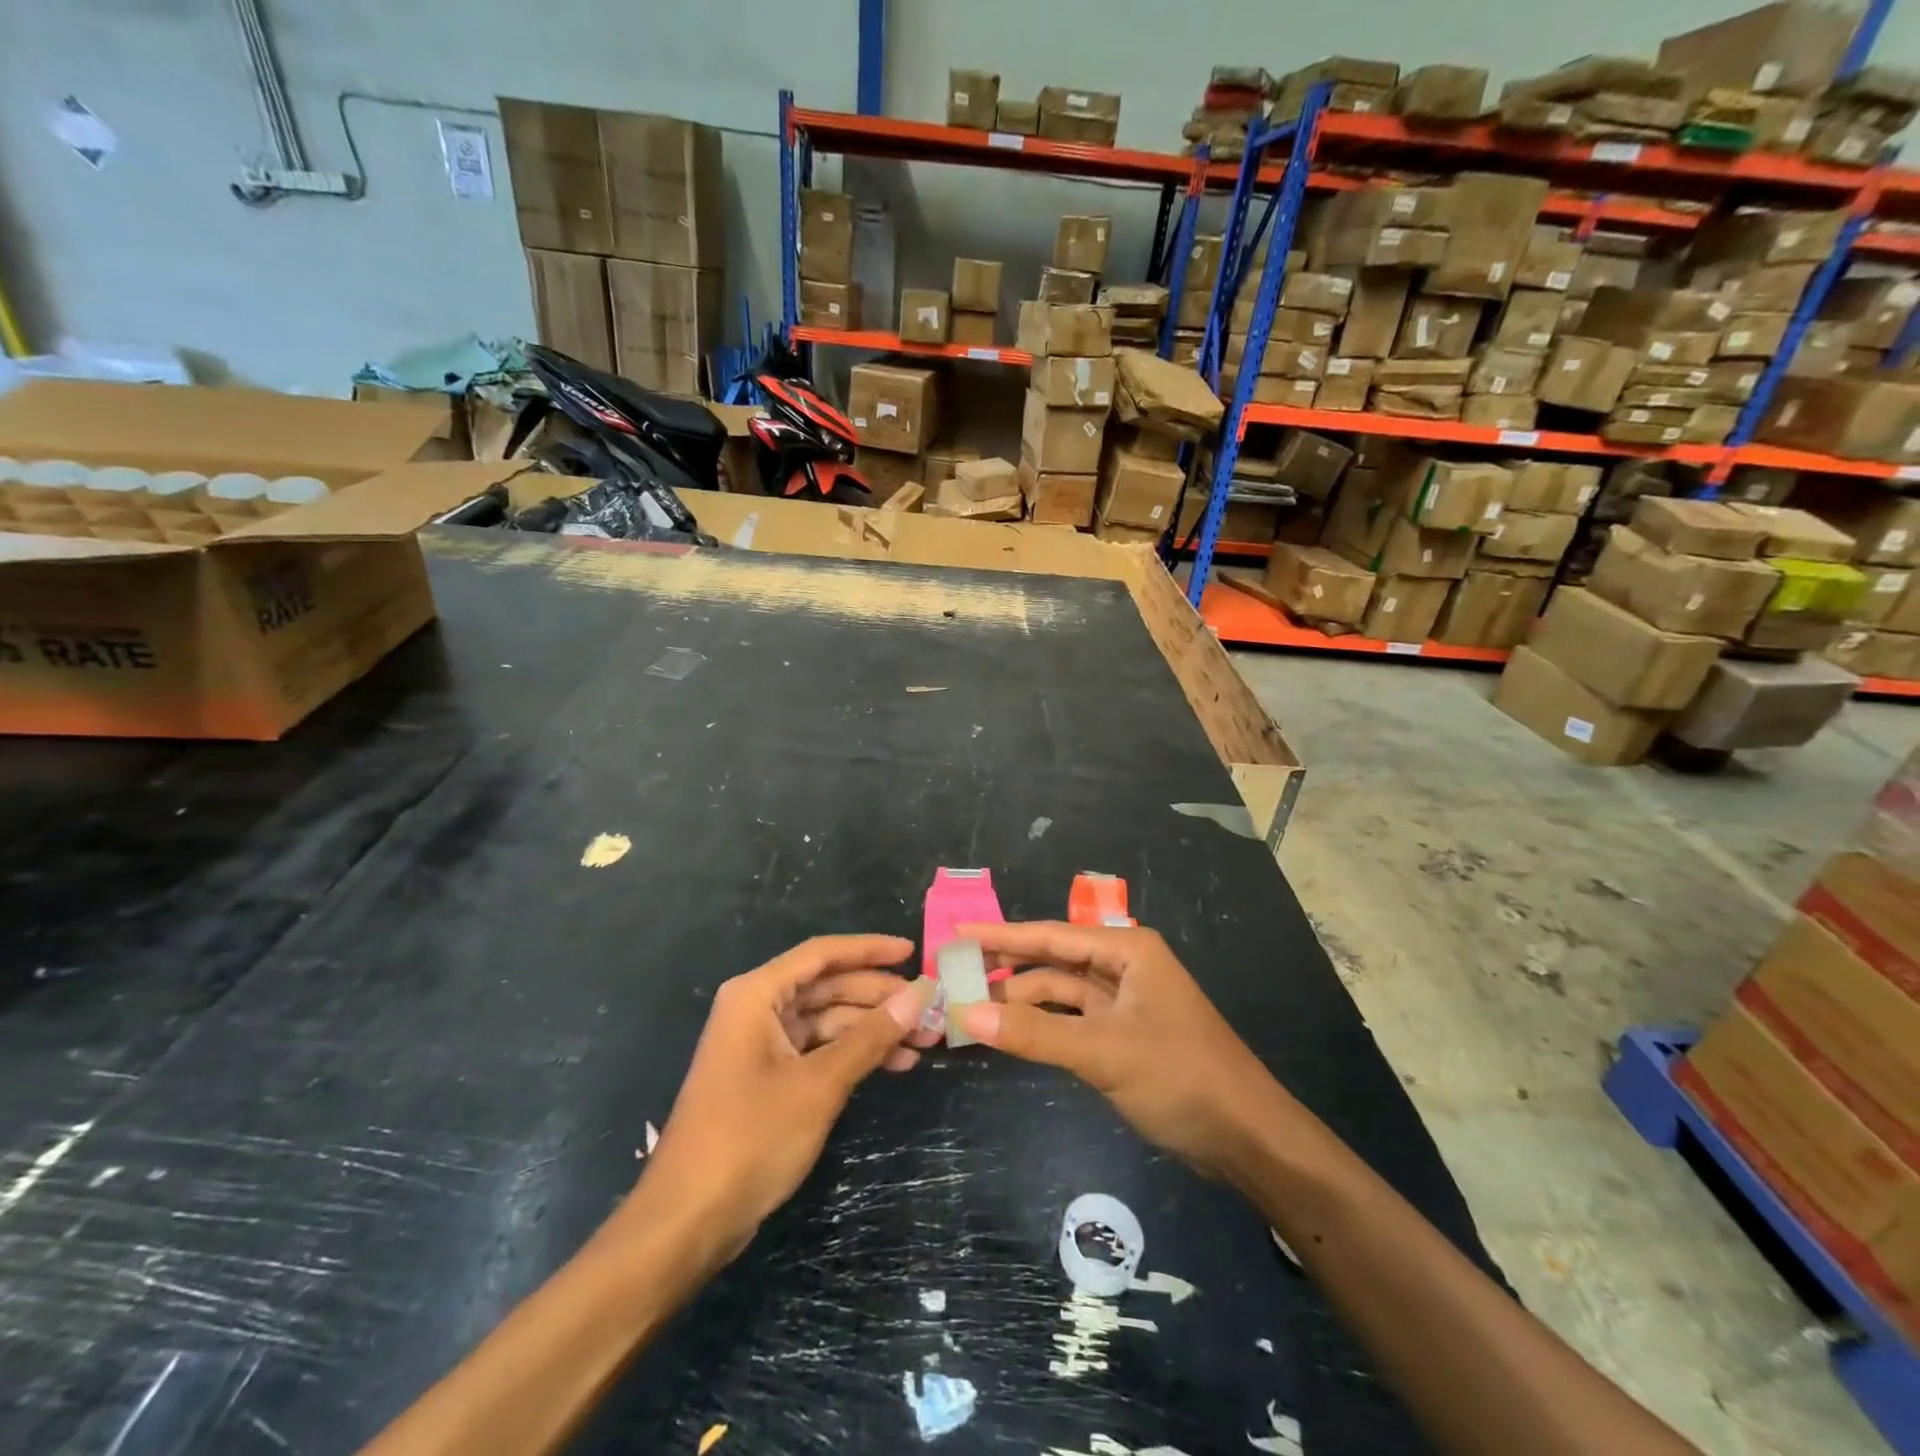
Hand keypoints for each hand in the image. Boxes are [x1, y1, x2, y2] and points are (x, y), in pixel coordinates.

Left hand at [630, 935, 935, 1263]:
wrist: (687, 1221)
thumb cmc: (750, 1138)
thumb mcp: (819, 1084)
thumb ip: (870, 1036)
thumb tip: (919, 993)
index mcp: (757, 995)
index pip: (822, 954)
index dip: (870, 949)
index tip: (912, 951)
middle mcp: (757, 1010)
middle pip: (828, 987)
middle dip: (879, 997)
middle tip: (930, 1008)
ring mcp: (761, 1046)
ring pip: (828, 1021)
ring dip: (873, 1029)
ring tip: (924, 1041)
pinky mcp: (768, 1078)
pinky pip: (819, 1050)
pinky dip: (854, 1055)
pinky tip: (895, 1064)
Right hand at [955, 921, 1286, 1180]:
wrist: (1246, 1138)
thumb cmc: (1180, 1077)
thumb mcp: (1103, 1052)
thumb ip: (1034, 1033)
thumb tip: (965, 1014)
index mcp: (1128, 951)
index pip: (1051, 936)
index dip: (1002, 934)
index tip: (957, 931)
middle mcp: (1124, 967)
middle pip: (1053, 961)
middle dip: (1006, 968)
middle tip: (954, 974)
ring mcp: (1124, 1003)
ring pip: (1060, 993)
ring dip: (1020, 1002)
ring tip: (969, 1010)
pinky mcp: (1122, 1036)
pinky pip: (1070, 1021)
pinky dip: (1040, 1026)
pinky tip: (1008, 1033)